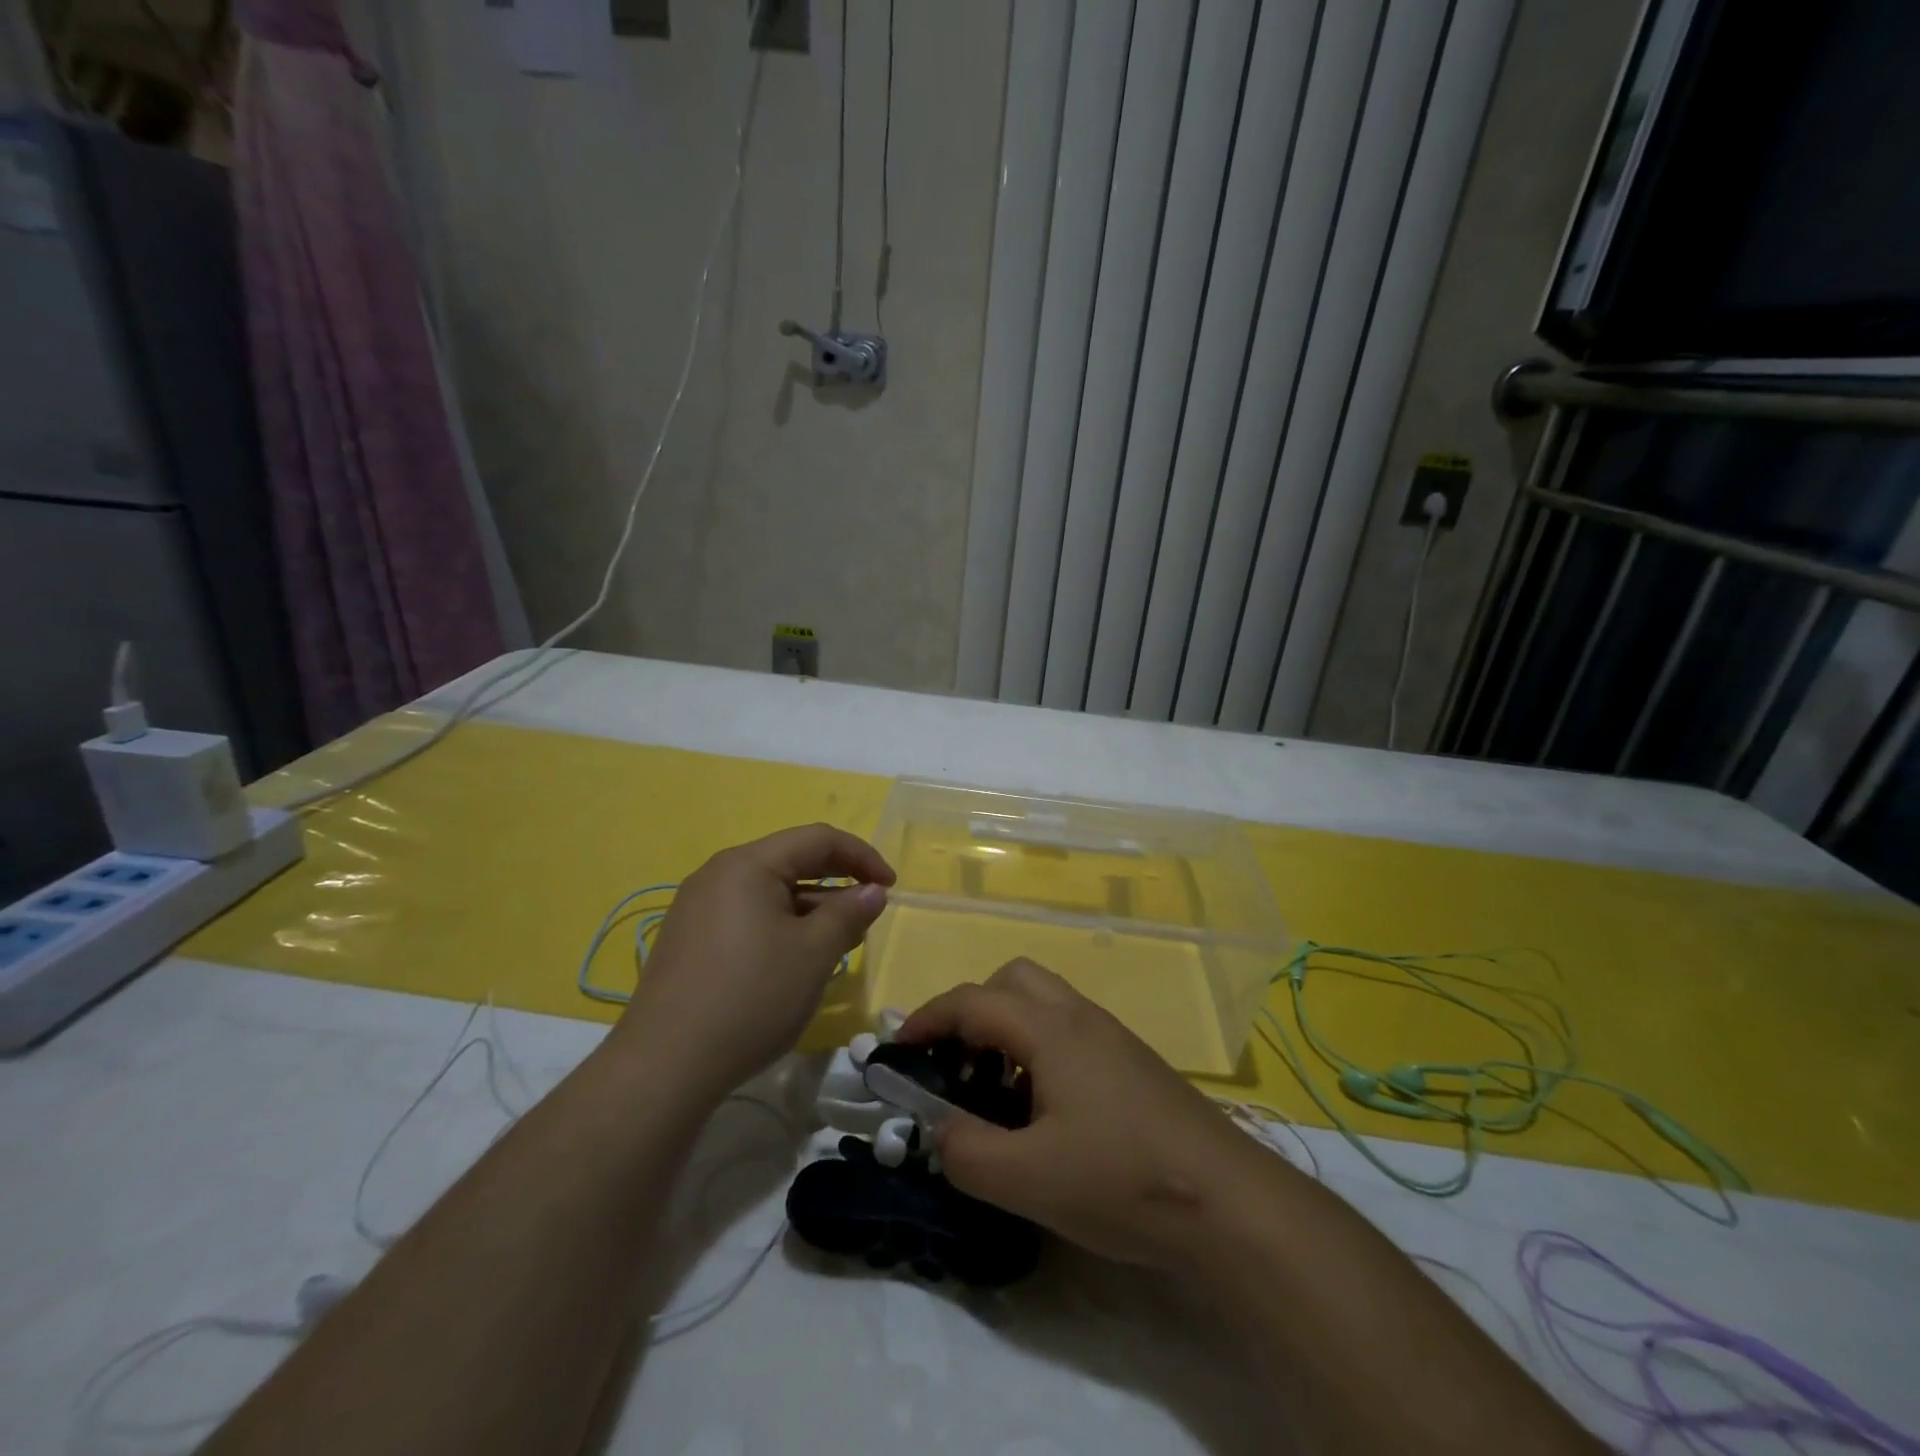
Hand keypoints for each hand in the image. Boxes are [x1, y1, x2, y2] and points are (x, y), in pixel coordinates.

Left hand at [610, 824, 894, 1103]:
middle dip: (837, 881)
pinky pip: (747, 915)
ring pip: (769, 891)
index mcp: (748, 864)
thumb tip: (872, 891)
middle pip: (790, 861)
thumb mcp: (814, 954)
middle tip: (869, 911)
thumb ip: (848, 913)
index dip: (861, 856)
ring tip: (839, 940)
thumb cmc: (751, 998)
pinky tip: (795, 958)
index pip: (817, 839)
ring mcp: (697, 907)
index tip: (891, 887)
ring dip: (811, 907)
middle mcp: (718, 874)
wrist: (664, 1066)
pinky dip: (782, 925)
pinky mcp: (689, 939)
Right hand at [899, 959, 1273, 1271]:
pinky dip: (1038, 1048)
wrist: (1228, 1202)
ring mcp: (1111, 1036)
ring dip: (1006, 1029)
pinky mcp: (1132, 1061)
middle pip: (1011, 979)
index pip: (972, 1001)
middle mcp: (1079, 1017)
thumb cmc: (1122, 1181)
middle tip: (957, 1064)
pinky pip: (1069, 1029)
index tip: (898, 1049)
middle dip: (972, 1011)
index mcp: (1050, 1030)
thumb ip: (966, 1150)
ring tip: (995, 1090)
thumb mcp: (1028, 1179)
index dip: (927, 1018)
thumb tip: (937, 1126)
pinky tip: (1045, 1110)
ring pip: (1043, 1002)